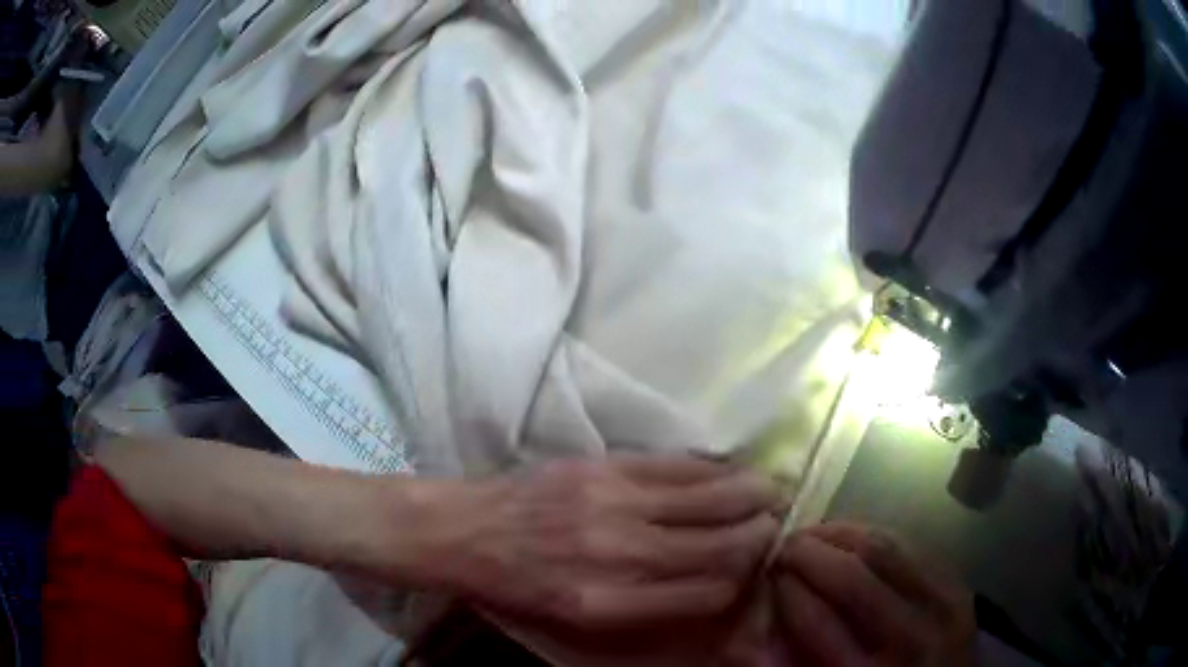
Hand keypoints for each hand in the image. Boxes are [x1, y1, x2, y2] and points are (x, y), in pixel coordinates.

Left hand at [420, 455, 782, 630]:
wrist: (460, 531)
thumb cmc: (517, 585)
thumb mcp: (573, 620)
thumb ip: (642, 608)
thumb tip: (707, 590)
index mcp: (608, 604)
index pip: (707, 592)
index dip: (742, 580)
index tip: (759, 569)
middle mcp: (619, 555)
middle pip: (719, 544)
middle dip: (760, 535)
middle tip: (780, 526)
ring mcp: (611, 503)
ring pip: (708, 499)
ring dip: (751, 495)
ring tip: (774, 492)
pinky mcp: (601, 465)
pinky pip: (676, 466)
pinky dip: (713, 470)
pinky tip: (732, 470)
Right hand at [773, 523, 974, 666]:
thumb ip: (801, 658)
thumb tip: (767, 615)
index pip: (815, 620)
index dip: (785, 589)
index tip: (765, 574)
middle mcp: (907, 638)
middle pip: (851, 577)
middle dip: (808, 553)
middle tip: (783, 546)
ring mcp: (941, 607)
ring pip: (886, 549)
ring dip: (842, 533)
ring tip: (815, 533)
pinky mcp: (959, 587)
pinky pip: (915, 546)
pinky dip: (880, 536)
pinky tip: (857, 537)